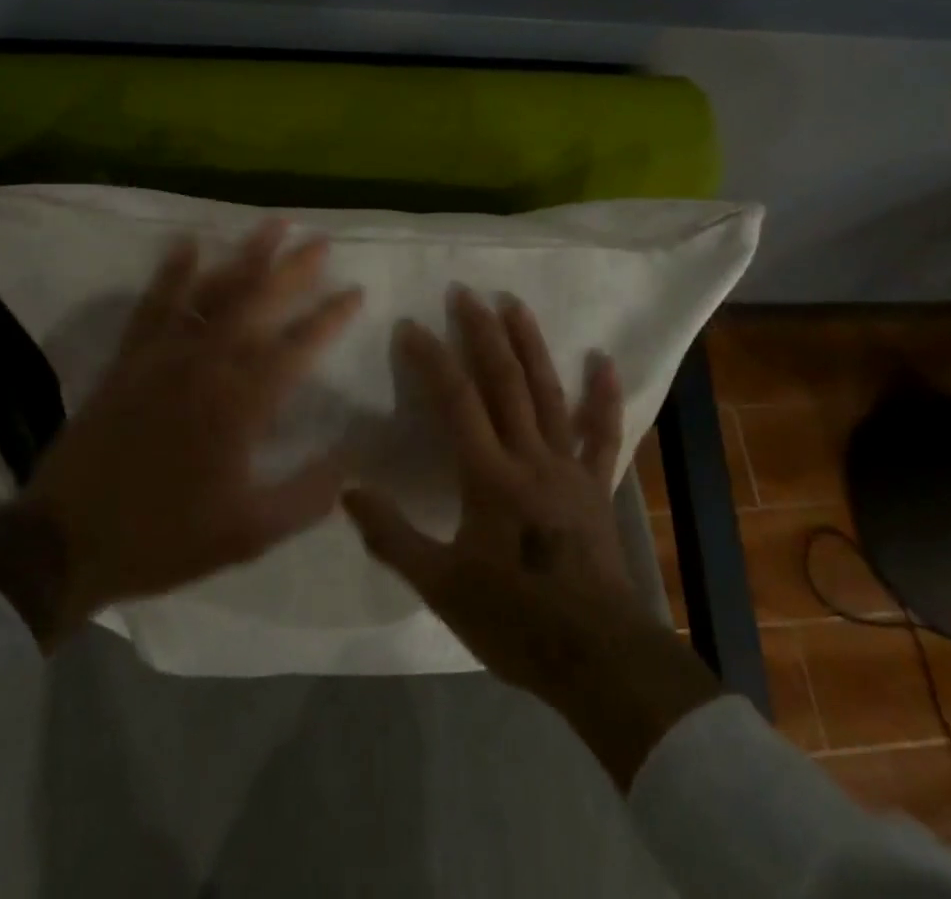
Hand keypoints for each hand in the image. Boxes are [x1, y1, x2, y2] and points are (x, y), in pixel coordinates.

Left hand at [0, 220, 362, 651]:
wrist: (66, 541)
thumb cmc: (165, 538)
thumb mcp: (248, 534)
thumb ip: (307, 496)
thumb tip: (351, 460)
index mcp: (241, 404)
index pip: (298, 347)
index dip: (331, 317)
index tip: (356, 290)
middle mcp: (207, 365)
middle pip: (259, 303)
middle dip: (295, 270)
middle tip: (322, 240)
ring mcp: (164, 355)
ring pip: (213, 291)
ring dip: (245, 256)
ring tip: (272, 225)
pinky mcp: (130, 358)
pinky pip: (155, 304)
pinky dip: (173, 271)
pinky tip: (187, 243)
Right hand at [343, 289, 718, 787]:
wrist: (597, 658)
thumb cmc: (514, 621)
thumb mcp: (441, 586)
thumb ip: (392, 535)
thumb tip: (347, 490)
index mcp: (489, 476)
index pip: (456, 402)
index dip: (432, 360)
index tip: (411, 325)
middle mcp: (530, 457)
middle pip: (505, 382)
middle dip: (483, 333)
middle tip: (465, 292)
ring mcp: (569, 467)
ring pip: (549, 393)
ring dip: (531, 346)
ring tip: (515, 304)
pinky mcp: (597, 485)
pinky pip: (603, 433)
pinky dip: (603, 395)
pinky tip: (604, 360)